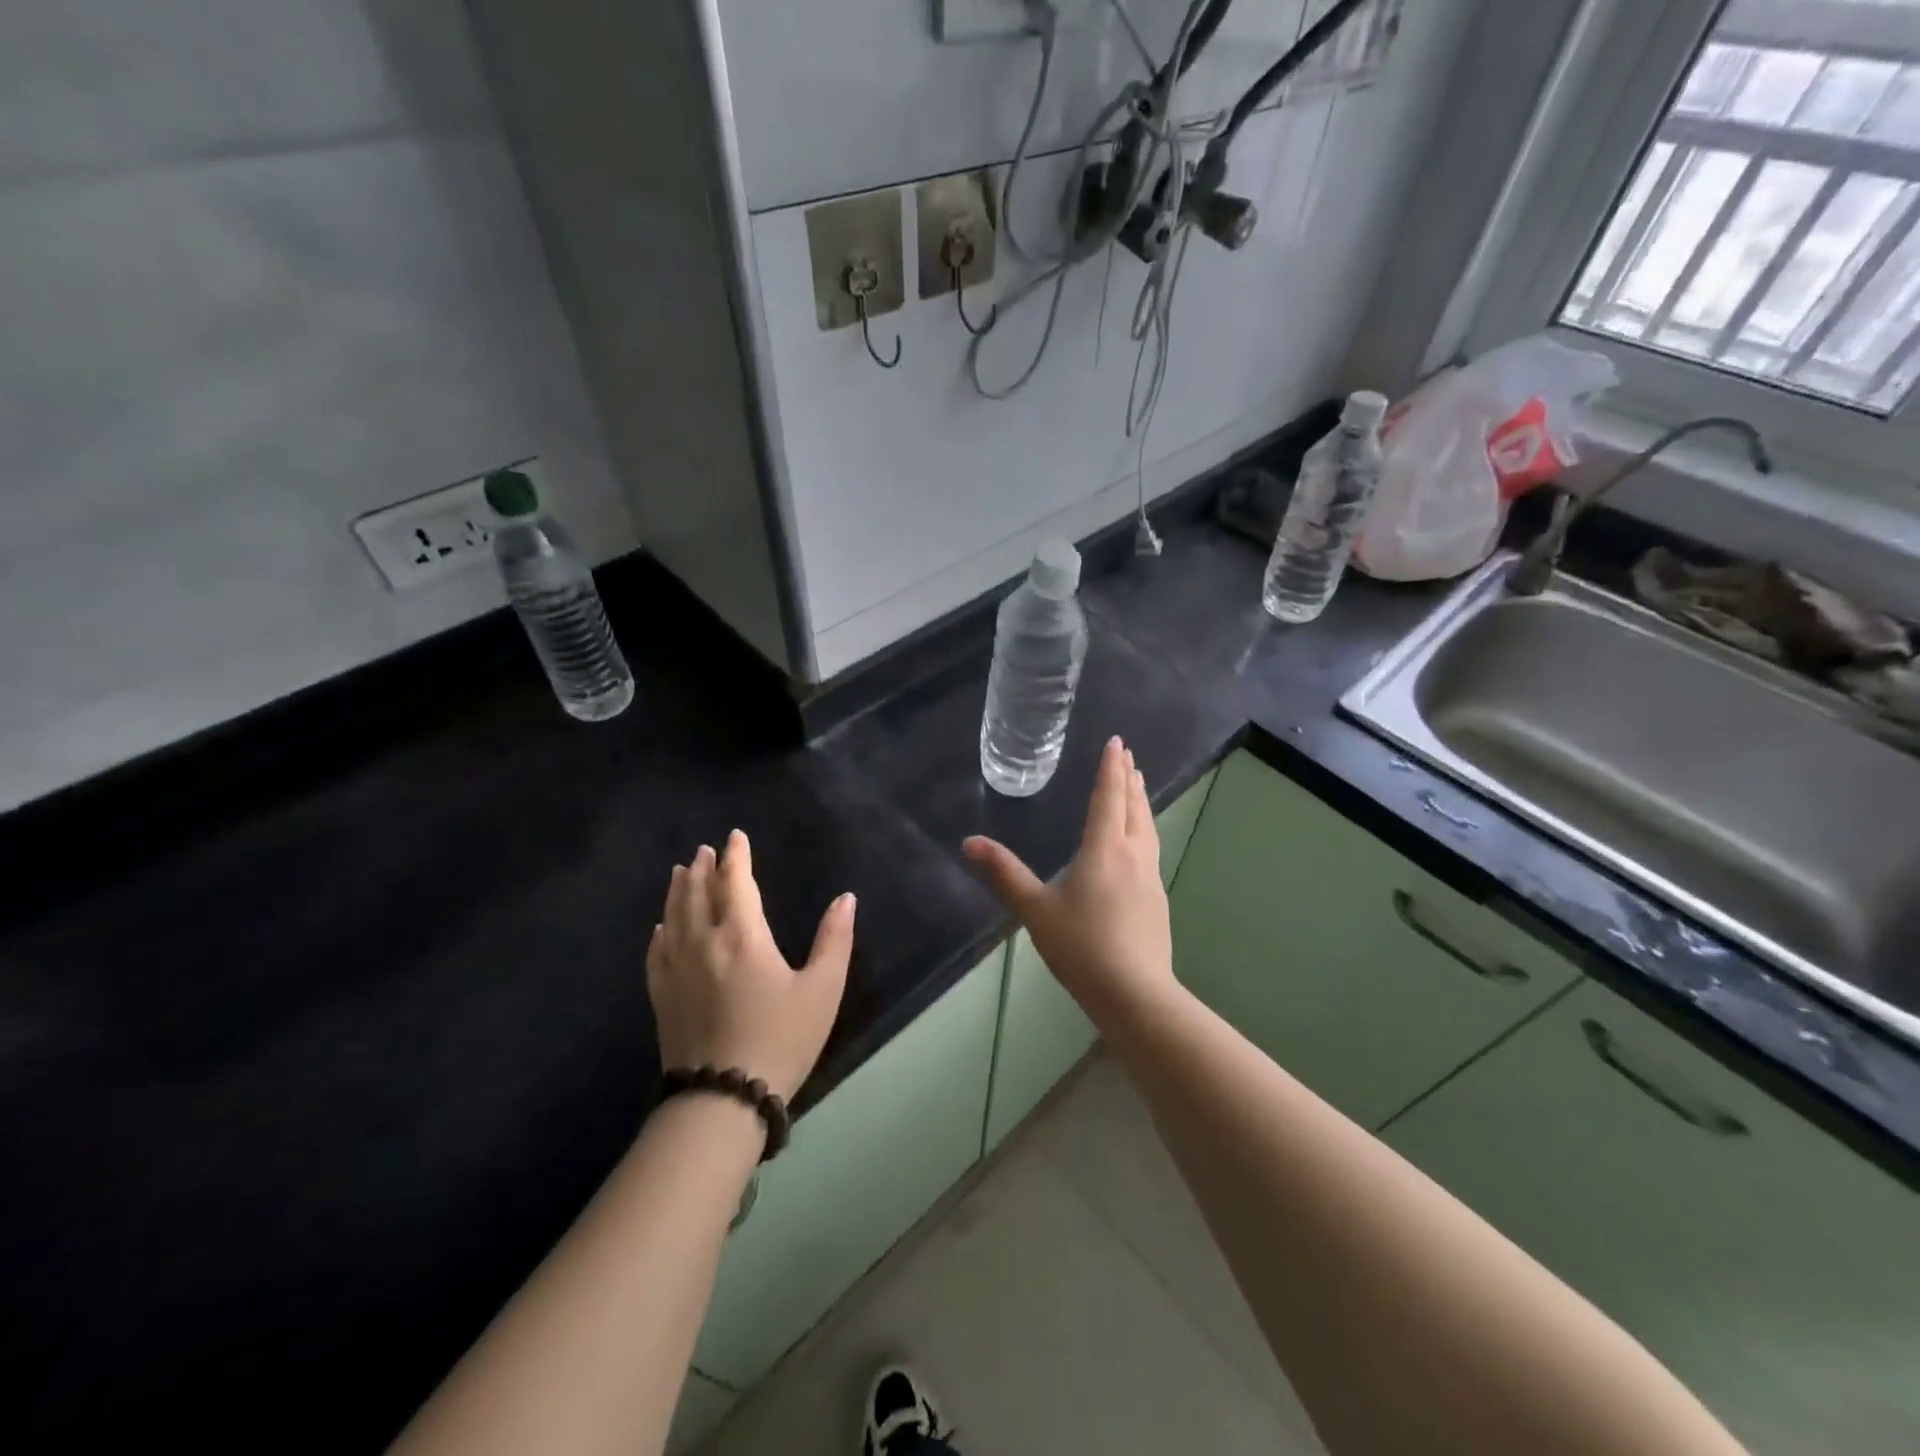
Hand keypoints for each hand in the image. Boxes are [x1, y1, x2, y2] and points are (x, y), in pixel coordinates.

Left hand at [647, 831, 853, 1103]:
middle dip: (702, 868)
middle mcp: (704, 942)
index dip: (736, 856)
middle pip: (698, 893)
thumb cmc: (781, 1039)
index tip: (735, 836)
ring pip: (673, 917)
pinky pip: (656, 951)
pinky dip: (660, 931)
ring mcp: (677, 969)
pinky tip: (661, 927)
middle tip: (704, 850)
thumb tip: (846, 898)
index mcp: (743, 936)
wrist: (722, 1099)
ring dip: (677, 890)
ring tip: (679, 872)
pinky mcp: (662, 996)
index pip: (736, 882)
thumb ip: (834, 939)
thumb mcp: (822, 990)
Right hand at [964, 736, 1176, 1020]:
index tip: (1118, 743)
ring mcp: (1150, 878)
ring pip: (1148, 828)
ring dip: (1141, 803)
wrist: (1135, 993)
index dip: (1111, 769)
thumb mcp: (1035, 909)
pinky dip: (1144, 829)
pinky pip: (1151, 849)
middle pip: (1134, 808)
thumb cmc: (1081, 946)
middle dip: (1129, 780)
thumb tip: (969, 842)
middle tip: (1129, 758)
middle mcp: (1133, 855)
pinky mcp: (1157, 900)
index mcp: (1104, 849)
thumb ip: (1004, 874)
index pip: (1108, 798)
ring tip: (1138, 789)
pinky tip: (1140, 843)